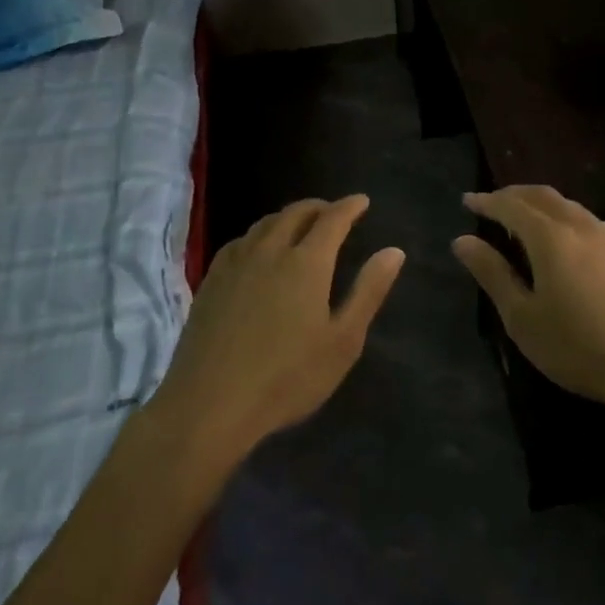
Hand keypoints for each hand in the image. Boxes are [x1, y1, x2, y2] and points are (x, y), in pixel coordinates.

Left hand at [154, 195, 404, 457]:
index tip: (362, 201)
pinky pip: (241, 241)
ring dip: (288, 216)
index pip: (332, 219)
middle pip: (296, 213)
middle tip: (334, 212)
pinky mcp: (212, 280)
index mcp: (306, 262)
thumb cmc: (287, 377)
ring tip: (300, 225)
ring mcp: (236, 263)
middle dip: (319, 207)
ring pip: (265, 223)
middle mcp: (270, 251)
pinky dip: (260, 234)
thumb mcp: (343, 341)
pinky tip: (258, 249)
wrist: (210, 404)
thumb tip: (394, 251)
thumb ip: (369, 291)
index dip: (349, 206)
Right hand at [452, 186, 604, 412]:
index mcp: (551, 237)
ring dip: (539, 203)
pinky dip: (561, 215)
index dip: (487, 201)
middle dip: (513, 195)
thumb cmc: (576, 346)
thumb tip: (462, 240)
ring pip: (566, 205)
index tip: (467, 201)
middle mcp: (580, 226)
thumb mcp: (522, 317)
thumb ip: (492, 273)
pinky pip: (584, 218)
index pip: (511, 205)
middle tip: (491, 203)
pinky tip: (559, 238)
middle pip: (542, 196)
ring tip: (521, 218)